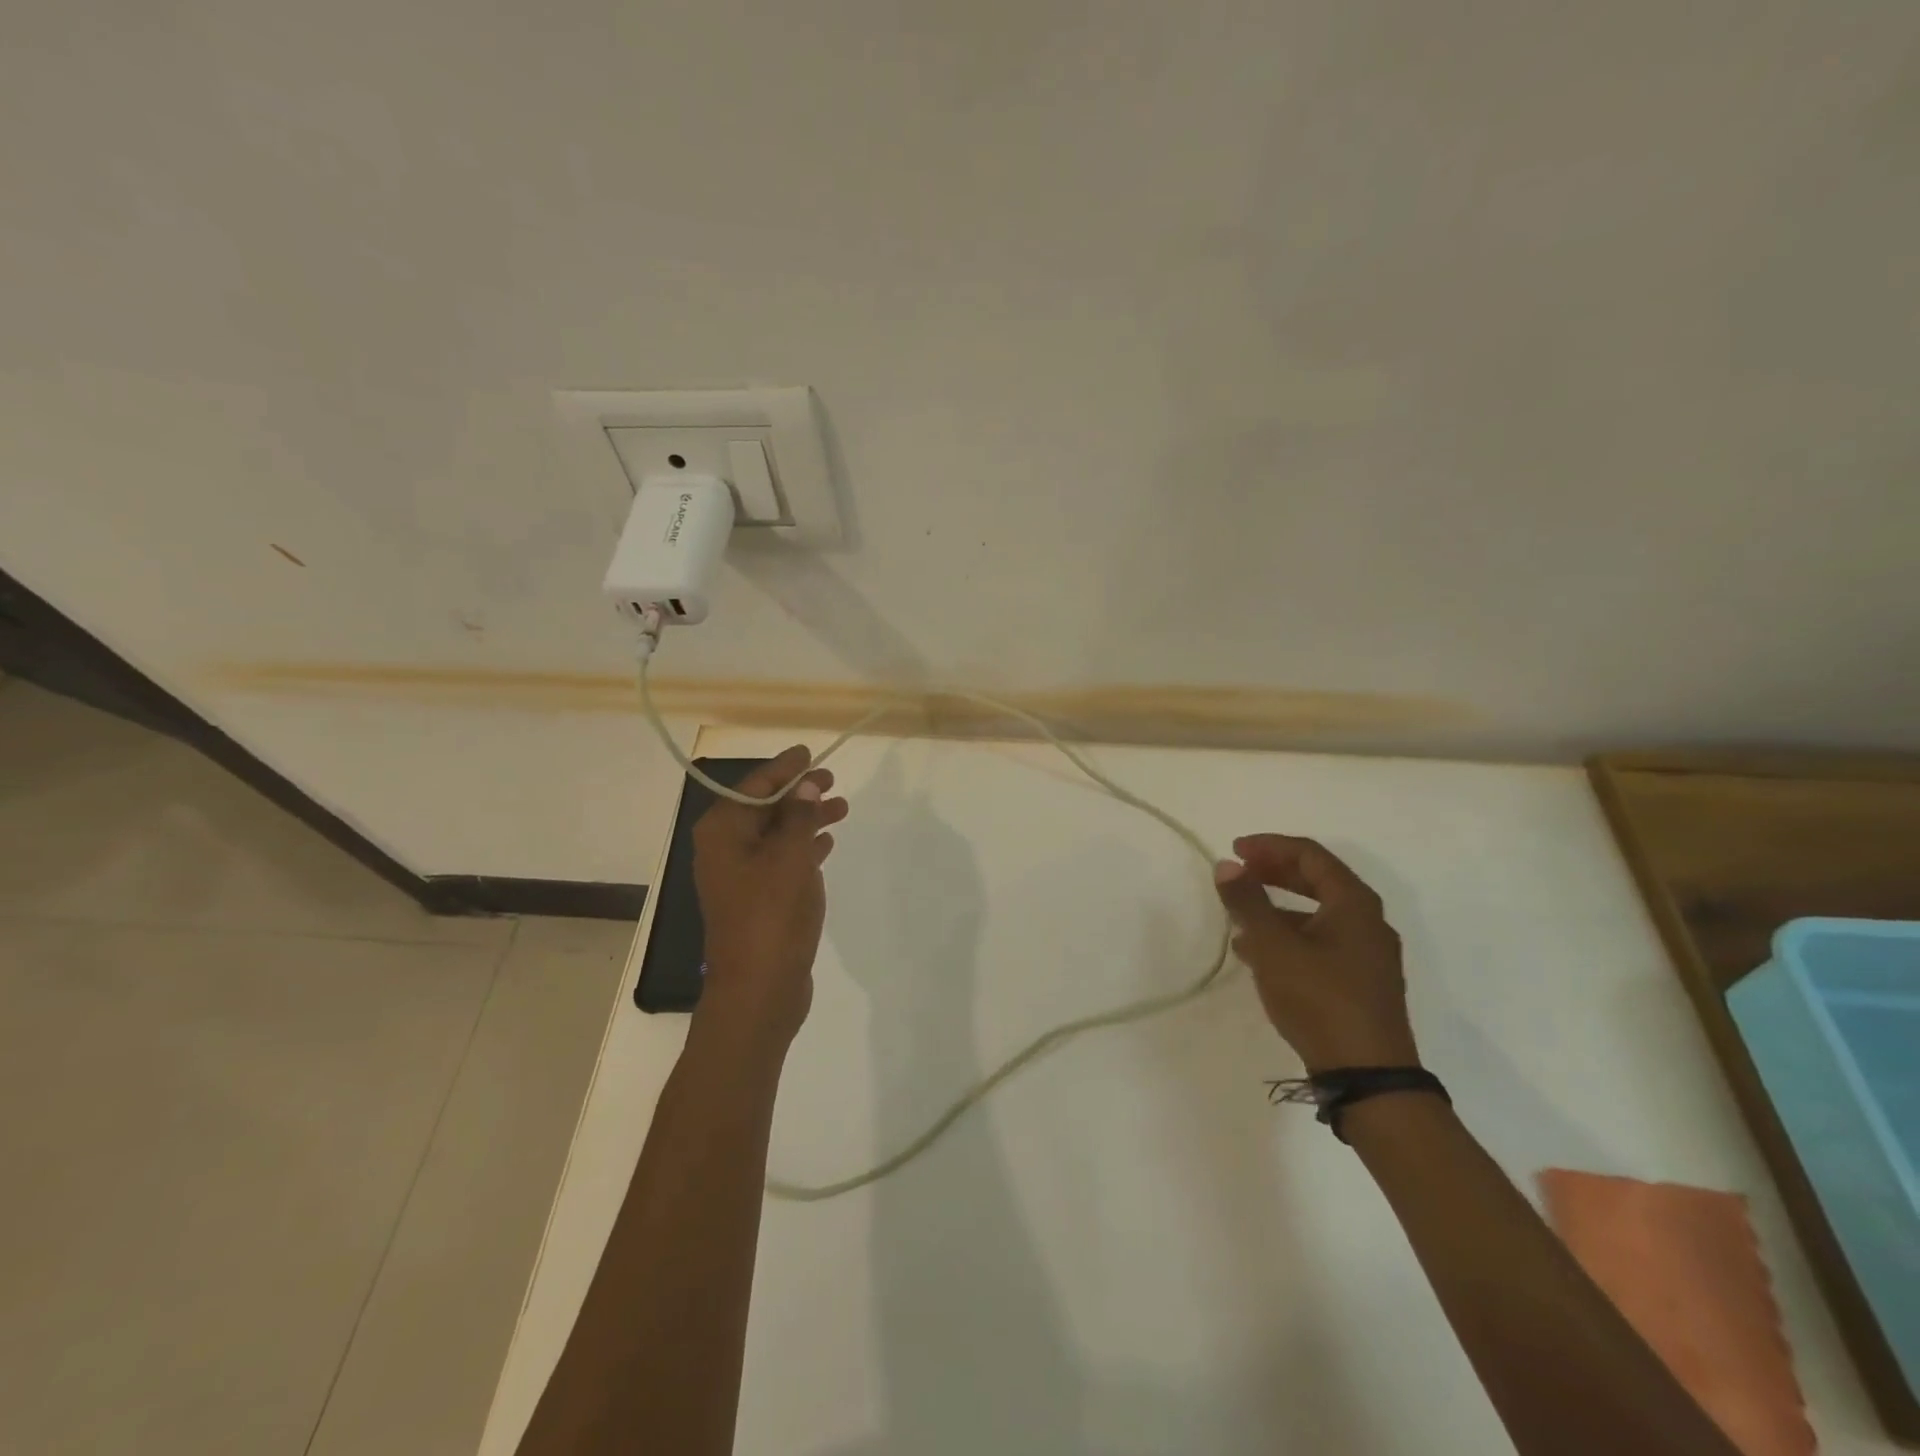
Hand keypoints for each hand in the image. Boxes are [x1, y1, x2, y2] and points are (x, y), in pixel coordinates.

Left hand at [691, 745, 848, 1053]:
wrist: (759, 989)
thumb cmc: (771, 915)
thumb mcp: (789, 857)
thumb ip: (798, 816)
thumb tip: (804, 785)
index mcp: (722, 832)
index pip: (754, 785)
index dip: (784, 768)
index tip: (809, 753)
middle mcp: (725, 848)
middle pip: (764, 807)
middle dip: (798, 792)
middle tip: (832, 780)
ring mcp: (740, 876)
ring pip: (776, 833)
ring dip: (806, 818)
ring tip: (841, 808)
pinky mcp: (758, 899)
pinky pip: (781, 859)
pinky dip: (803, 847)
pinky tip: (826, 842)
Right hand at [1213, 834, 1417, 1072]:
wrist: (1367, 1076)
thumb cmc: (1320, 998)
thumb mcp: (1273, 946)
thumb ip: (1247, 902)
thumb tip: (1226, 865)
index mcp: (1354, 903)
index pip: (1310, 855)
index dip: (1269, 846)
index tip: (1234, 850)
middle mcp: (1367, 921)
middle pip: (1316, 880)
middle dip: (1273, 872)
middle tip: (1238, 873)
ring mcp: (1367, 953)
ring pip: (1316, 913)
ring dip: (1276, 906)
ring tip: (1239, 916)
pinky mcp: (1360, 981)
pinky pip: (1320, 941)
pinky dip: (1288, 935)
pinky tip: (1258, 953)